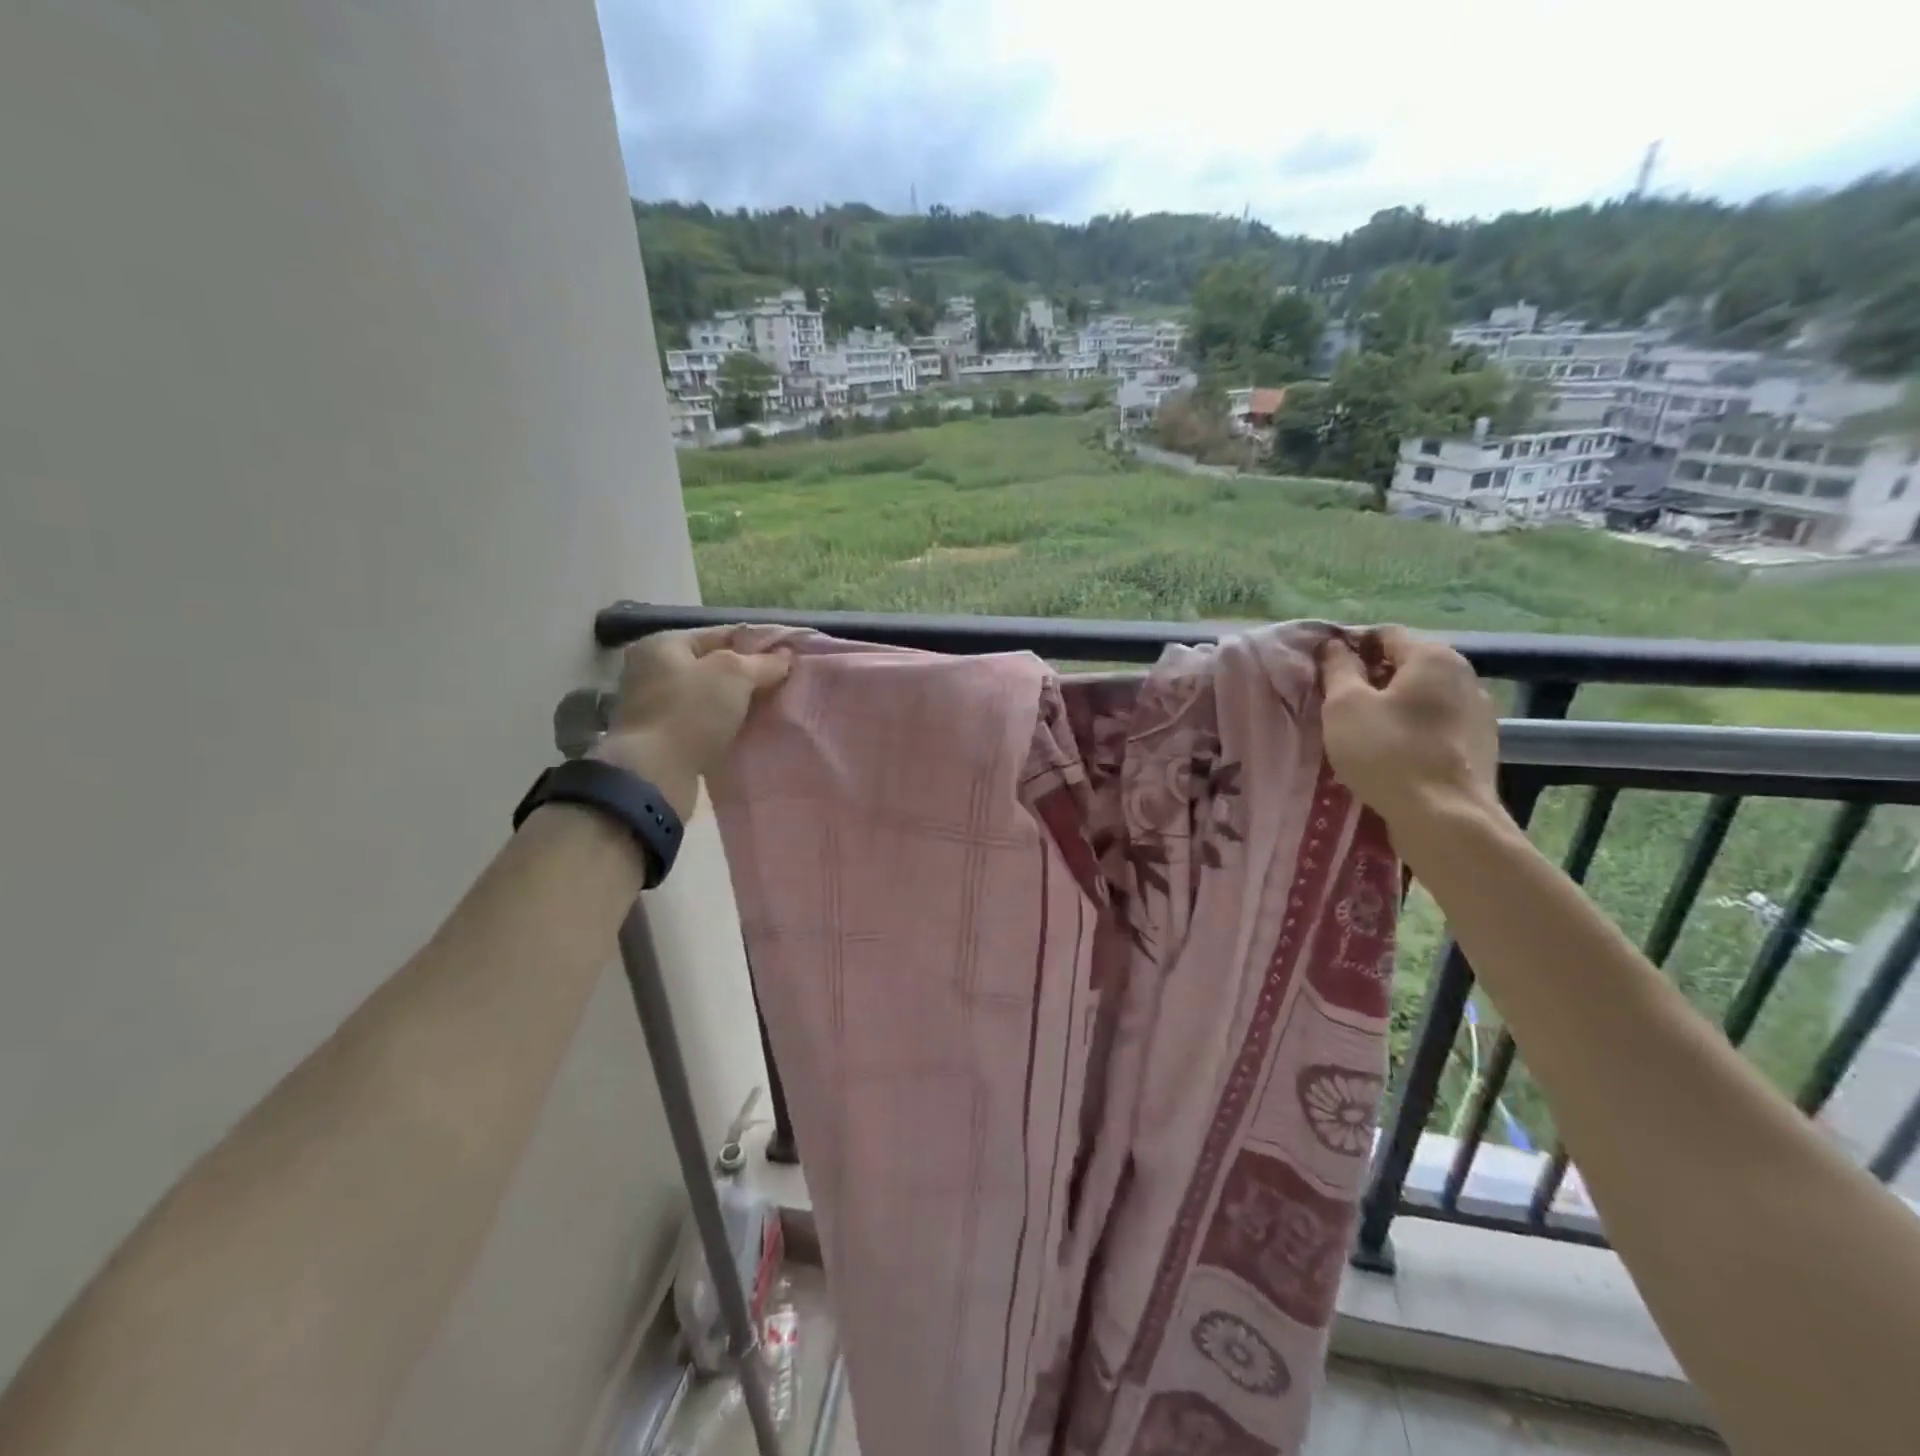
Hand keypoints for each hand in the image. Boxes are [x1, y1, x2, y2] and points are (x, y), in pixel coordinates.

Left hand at [593, 628, 790, 817]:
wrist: (656, 774)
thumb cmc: (691, 712)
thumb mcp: (735, 675)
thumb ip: (763, 662)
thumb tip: (785, 656)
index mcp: (663, 644)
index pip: (720, 634)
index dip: (756, 644)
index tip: (786, 658)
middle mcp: (651, 669)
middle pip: (712, 665)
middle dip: (747, 676)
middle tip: (780, 685)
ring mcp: (652, 705)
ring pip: (708, 696)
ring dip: (735, 703)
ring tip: (768, 710)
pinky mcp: (659, 736)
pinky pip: (700, 721)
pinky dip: (722, 724)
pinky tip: (744, 731)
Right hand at [1318, 626, 1501, 839]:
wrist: (1444, 819)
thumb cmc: (1387, 753)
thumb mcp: (1345, 706)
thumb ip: (1338, 669)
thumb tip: (1335, 646)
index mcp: (1433, 657)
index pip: (1385, 634)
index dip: (1350, 645)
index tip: (1324, 669)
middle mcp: (1464, 676)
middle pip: (1407, 665)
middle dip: (1372, 677)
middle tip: (1337, 702)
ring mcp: (1478, 714)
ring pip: (1422, 698)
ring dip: (1392, 706)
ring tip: (1362, 731)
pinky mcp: (1480, 748)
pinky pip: (1435, 727)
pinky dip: (1411, 731)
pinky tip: (1391, 754)